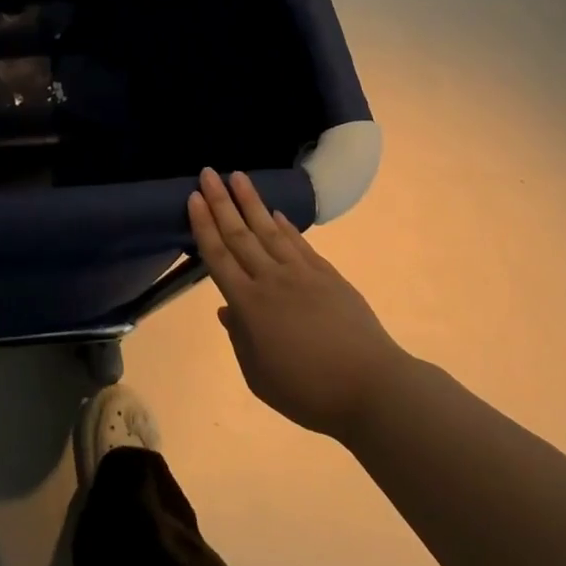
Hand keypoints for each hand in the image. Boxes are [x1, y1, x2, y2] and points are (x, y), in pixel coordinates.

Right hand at [188, 168, 409, 438]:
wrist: (372, 388)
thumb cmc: (309, 392)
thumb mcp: (259, 376)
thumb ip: (240, 339)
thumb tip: (227, 310)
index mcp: (249, 305)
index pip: (219, 256)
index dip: (204, 226)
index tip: (193, 197)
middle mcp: (271, 280)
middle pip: (240, 234)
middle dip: (221, 202)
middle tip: (208, 172)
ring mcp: (302, 274)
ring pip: (269, 230)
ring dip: (251, 202)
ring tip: (238, 176)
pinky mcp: (328, 276)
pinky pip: (300, 244)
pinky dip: (286, 226)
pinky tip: (276, 212)